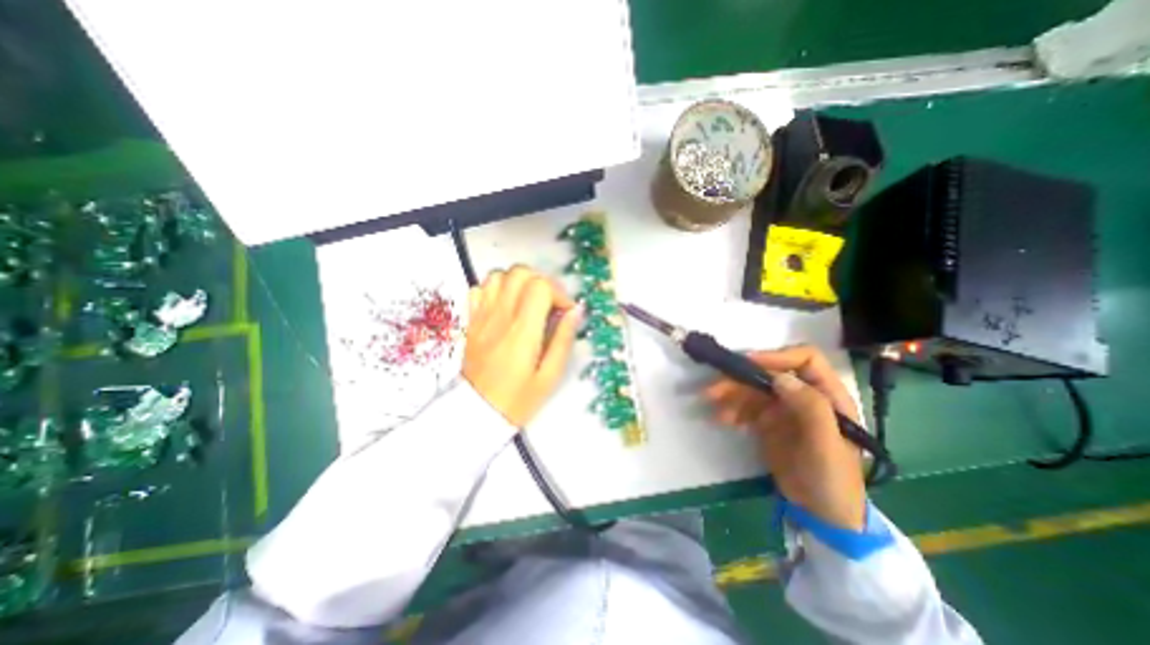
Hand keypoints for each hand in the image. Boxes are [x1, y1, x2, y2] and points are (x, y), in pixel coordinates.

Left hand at [460, 265, 580, 427]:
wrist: (477, 412)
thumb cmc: (519, 398)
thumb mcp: (550, 375)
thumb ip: (564, 339)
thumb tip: (576, 310)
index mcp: (523, 331)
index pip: (540, 286)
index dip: (558, 293)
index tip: (565, 311)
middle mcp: (501, 317)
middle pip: (520, 273)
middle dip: (541, 281)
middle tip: (549, 303)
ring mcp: (482, 317)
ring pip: (499, 275)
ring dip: (519, 282)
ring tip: (528, 302)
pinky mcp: (471, 321)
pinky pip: (480, 289)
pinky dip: (496, 289)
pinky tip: (506, 305)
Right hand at [706, 344, 867, 532]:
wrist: (821, 515)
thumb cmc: (832, 479)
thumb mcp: (825, 445)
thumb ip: (810, 408)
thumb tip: (779, 378)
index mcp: (827, 395)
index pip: (805, 359)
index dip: (777, 356)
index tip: (748, 364)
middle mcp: (804, 395)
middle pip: (770, 373)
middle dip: (741, 378)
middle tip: (715, 389)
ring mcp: (784, 408)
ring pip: (753, 389)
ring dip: (731, 394)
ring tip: (713, 406)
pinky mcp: (768, 421)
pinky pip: (746, 407)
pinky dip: (732, 409)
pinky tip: (722, 419)